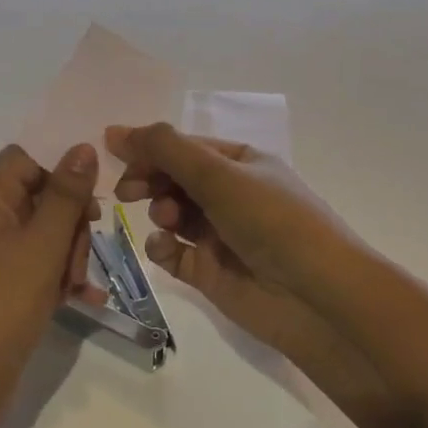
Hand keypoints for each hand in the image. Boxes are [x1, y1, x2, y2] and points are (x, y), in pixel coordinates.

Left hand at [0, 144, 102, 415]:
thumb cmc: (4, 302)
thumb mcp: (44, 243)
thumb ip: (67, 194)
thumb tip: (82, 147)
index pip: (26, 158)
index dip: (60, 174)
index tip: (88, 204)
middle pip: (39, 195)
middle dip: (70, 224)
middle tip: (79, 258)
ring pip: (43, 232)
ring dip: (68, 254)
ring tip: (75, 288)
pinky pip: (35, 263)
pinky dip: (56, 276)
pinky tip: (81, 299)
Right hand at [106, 124, 383, 403]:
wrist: (317, 297)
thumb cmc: (272, 221)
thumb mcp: (220, 175)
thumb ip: (166, 150)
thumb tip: (116, 130)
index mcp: (241, 162)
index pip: (184, 147)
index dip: (149, 146)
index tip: (110, 149)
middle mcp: (231, 195)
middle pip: (175, 179)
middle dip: (150, 179)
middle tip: (128, 191)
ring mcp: (221, 235)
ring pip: (172, 215)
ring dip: (160, 211)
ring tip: (166, 220)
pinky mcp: (211, 273)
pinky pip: (174, 253)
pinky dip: (163, 248)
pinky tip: (164, 249)